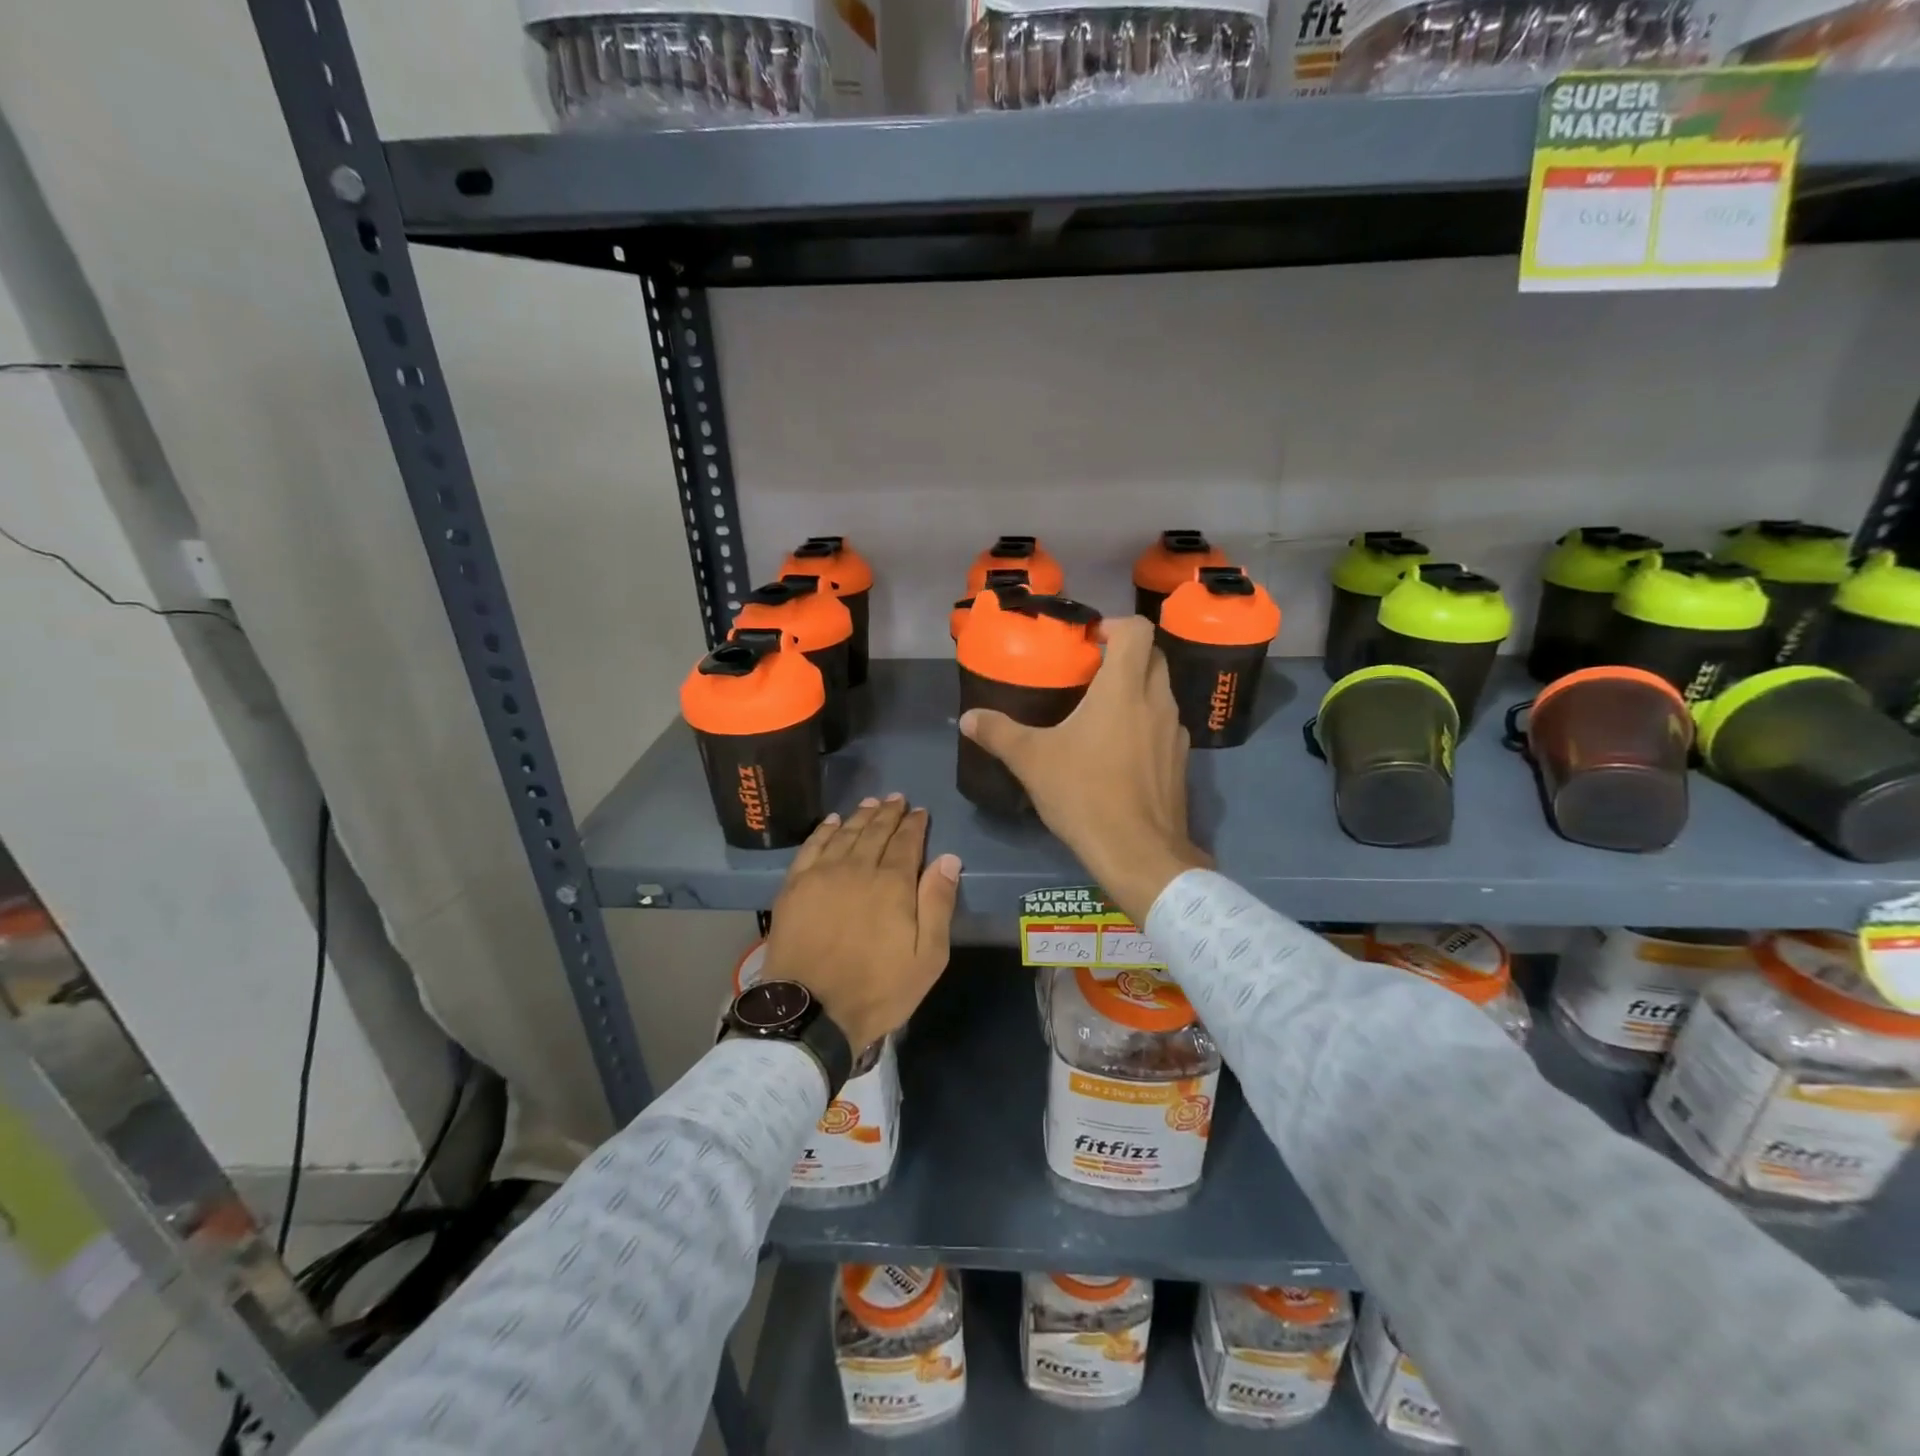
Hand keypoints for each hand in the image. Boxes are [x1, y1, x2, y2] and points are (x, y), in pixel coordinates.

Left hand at [761, 795, 960, 1051]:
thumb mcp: (927, 957)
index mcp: (893, 884)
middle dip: (889, 813)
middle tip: (897, 798)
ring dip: (860, 815)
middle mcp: (858, 868)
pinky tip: (832, 821)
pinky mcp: (794, 886)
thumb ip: (938, 904)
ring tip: (871, 802)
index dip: (915, 824)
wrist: (810, 1011)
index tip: (920, 811)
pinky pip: (812, 846)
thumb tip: (948, 859)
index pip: (907, 842)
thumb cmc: (877, 989)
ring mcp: (822, 874)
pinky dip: (824, 830)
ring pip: (845, 833)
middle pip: (876, 832)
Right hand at [959, 616, 1207, 926]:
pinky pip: (1164, 726)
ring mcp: (1175, 732)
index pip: (1138, 630)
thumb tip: (968, 717)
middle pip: (1153, 656)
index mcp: (1124, 688)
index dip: (1115, 625)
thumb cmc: (1085, 794)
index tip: (1089, 643)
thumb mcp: (1032, 761)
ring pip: (1160, 692)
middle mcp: (1157, 701)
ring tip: (1101, 713)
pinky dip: (1145, 724)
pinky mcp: (1180, 761)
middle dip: (1125, 655)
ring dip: (1136, 690)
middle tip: (1090, 674)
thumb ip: (999, 733)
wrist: (1138, 852)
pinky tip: (1119, 752)